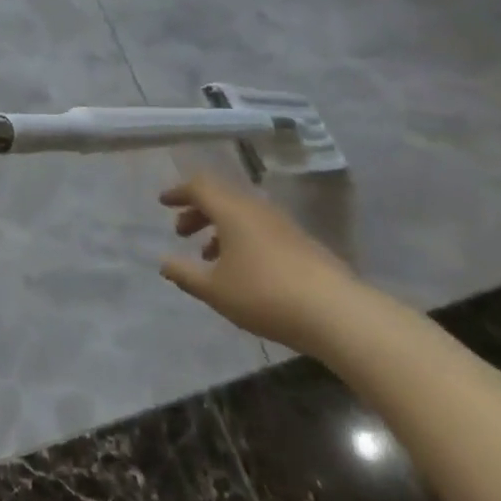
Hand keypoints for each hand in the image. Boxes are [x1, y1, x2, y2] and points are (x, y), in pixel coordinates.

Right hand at [159, 172, 362, 355]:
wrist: (337, 314)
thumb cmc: (265, 295)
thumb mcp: (215, 290)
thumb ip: (185, 274)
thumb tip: (164, 262)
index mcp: (231, 210)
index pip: (199, 185)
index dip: (178, 192)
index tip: (163, 203)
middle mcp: (256, 208)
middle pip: (221, 197)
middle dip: (197, 211)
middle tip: (181, 232)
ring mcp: (283, 224)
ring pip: (242, 214)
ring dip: (220, 228)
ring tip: (210, 257)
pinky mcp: (302, 243)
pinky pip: (261, 229)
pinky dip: (243, 239)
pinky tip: (244, 270)